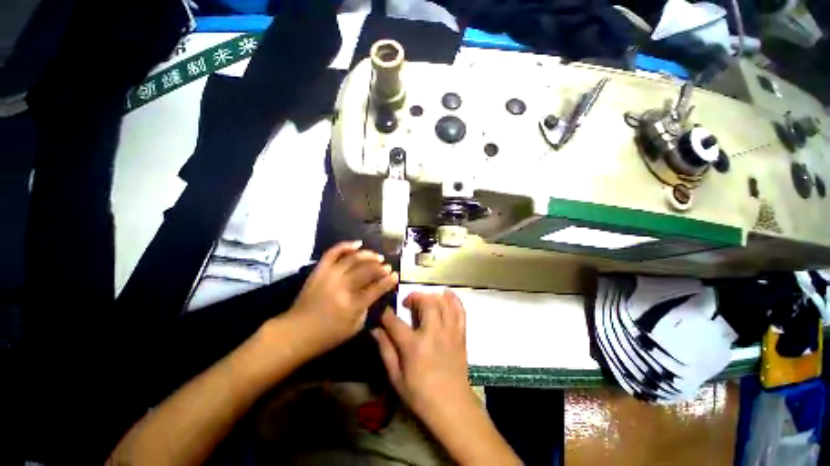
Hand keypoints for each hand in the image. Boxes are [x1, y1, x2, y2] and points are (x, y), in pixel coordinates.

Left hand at [289, 241, 397, 352]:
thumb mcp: (354, 327)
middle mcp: (342, 286)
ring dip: (368, 255)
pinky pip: (333, 253)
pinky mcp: (319, 270)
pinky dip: (346, 246)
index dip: (388, 281)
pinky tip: (358, 244)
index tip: (395, 275)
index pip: (376, 288)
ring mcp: (329, 275)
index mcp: (352, 304)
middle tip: (387, 266)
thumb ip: (367, 308)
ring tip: (377, 256)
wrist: (295, 332)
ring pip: (353, 259)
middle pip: (367, 271)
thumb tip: (374, 292)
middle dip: (380, 267)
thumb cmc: (327, 335)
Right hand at [373, 290, 472, 420]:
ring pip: (443, 302)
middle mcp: (433, 333)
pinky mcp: (461, 334)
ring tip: (424, 300)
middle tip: (407, 303)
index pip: (395, 321)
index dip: (386, 314)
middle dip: (414, 296)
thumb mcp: (396, 377)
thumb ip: (386, 350)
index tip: (383, 312)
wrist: (452, 406)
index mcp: (414, 346)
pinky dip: (453, 299)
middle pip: (425, 302)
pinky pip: (460, 310)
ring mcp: (450, 332)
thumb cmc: (420, 395)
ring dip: (431, 295)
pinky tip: (446, 294)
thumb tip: (375, 330)